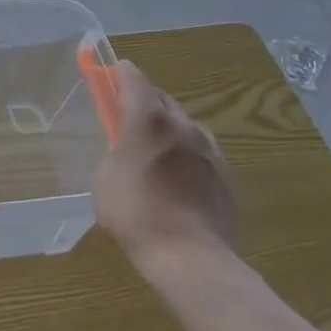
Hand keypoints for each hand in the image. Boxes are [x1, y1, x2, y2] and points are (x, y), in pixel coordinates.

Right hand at [95, 61, 235, 265]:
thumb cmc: (136, 214)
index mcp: (147, 119)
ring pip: (186, 124)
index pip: (134, 78)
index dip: (121, 73)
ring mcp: (209, 149)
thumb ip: (114, 152)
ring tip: (156, 151)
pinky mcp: (226, 174)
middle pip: (162, 98)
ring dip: (169, 127)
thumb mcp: (104, 180)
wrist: (190, 257)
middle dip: (145, 101)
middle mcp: (182, 124)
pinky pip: (202, 151)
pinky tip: (179, 177)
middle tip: (129, 117)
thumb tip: (123, 148)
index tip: (111, 75)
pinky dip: (188, 153)